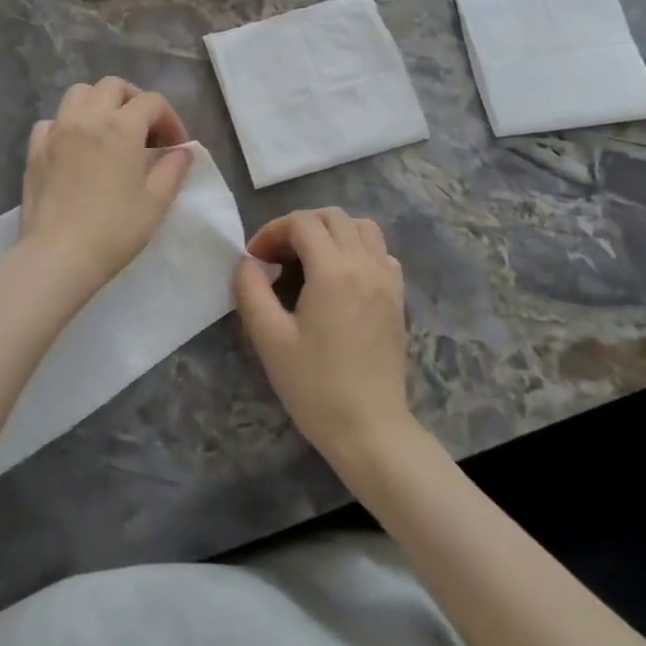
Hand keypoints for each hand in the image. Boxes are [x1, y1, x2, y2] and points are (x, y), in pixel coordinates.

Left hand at [18, 77, 193, 303]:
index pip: (152, 102)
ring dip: (99, 103)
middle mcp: (87, 118)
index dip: (170, 119)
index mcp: (121, 127)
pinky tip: (76, 147)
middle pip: (113, 86)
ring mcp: (57, 131)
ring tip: (110, 131)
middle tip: (145, 131)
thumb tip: (182, 151)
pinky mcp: (35, 150)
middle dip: (134, 100)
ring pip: (78, 94)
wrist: (59, 256)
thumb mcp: (157, 202)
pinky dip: (68, 124)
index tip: (176, 147)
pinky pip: (52, 121)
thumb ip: (173, 169)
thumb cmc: (115, 229)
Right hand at [233, 208, 414, 472]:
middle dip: (300, 226)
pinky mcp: (398, 298)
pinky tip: (340, 277)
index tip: (254, 259)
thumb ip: (251, 291)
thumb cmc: (315, 386)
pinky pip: (381, 252)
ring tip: (308, 259)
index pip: (302, 223)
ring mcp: (387, 280)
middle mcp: (366, 265)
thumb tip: (246, 262)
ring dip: (332, 231)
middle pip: (334, 217)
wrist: (370, 429)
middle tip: (276, 256)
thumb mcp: (270, 339)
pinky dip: (358, 249)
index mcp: (334, 271)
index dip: (273, 231)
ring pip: (363, 228)